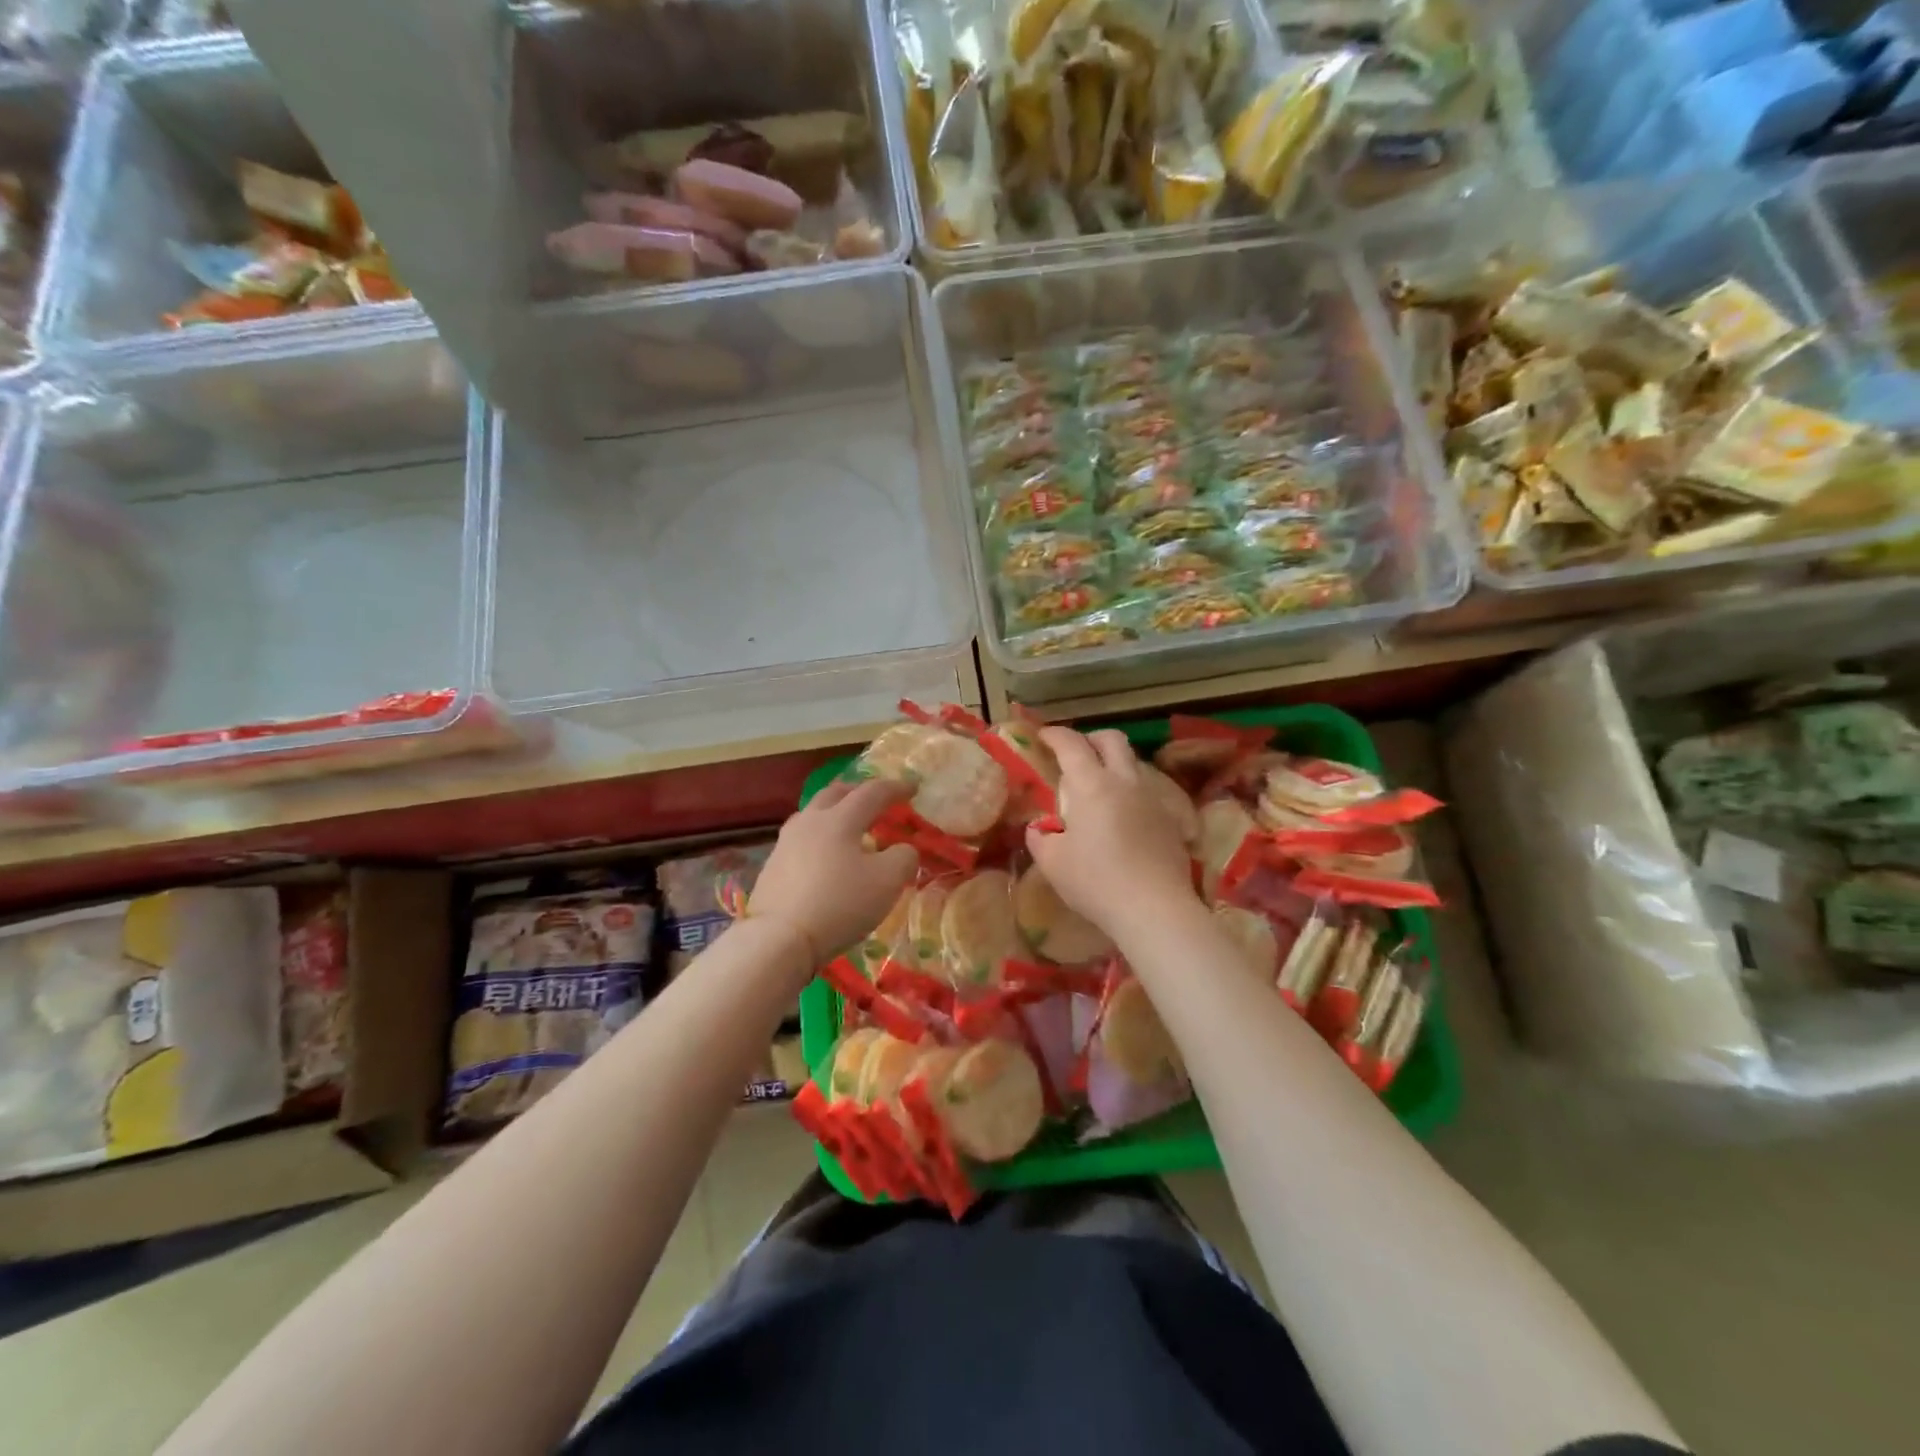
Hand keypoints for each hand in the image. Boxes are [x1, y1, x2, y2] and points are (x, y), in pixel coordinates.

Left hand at [749, 778, 918, 965]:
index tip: (913, 788)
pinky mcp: (773, 866)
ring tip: (849, 827)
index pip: (872, 792)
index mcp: (840, 818)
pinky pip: (801, 839)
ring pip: (813, 814)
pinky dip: (820, 837)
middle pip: (835, 793)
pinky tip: (825, 856)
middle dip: (859, 792)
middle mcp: (810, 821)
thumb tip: (903, 849)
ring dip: (835, 813)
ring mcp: (786, 842)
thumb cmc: (840, 903)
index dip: (895, 788)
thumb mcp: (888, 881)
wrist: (779, 939)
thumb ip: (904, 857)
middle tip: (876, 800)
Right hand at [1024, 727, 1197, 935]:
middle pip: (1112, 740)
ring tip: (1099, 790)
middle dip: (1091, 739)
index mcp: (1091, 784)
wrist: (1155, 909)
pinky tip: (1123, 820)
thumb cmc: (1095, 881)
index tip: (1043, 736)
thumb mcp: (1052, 862)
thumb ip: (1040, 837)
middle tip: (1076, 755)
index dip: (1054, 735)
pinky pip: (1148, 792)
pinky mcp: (1171, 820)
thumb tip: (1040, 829)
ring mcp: (1153, 799)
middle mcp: (1125, 781)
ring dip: (1114, 765)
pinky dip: (1131, 794)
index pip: (1071, 744)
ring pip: (1133, 764)